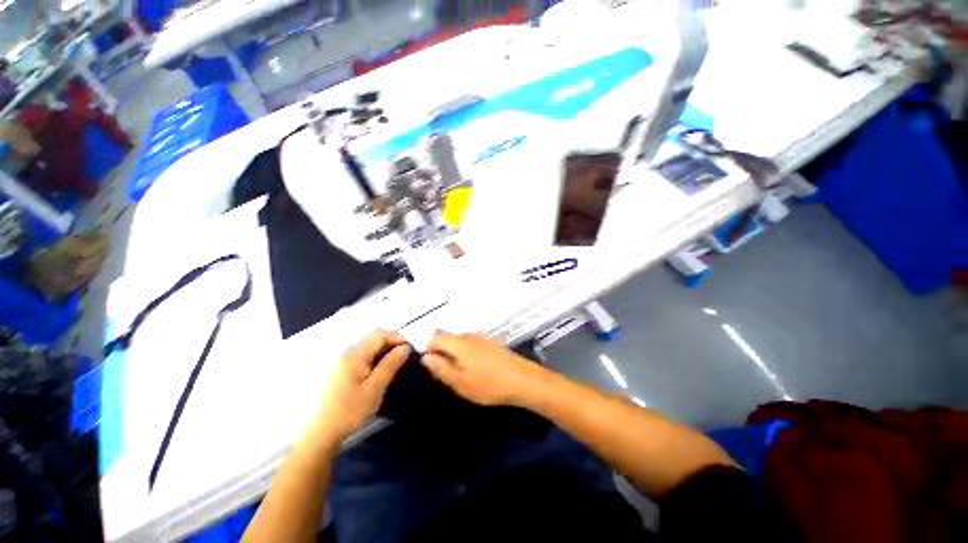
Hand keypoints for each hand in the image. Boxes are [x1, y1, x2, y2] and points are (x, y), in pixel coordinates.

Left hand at [310, 330, 409, 442]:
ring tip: (396, 360)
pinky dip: (376, 355)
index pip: (380, 335)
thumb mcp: (375, 387)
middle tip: (405, 354)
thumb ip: (391, 364)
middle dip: (391, 341)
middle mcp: (348, 352)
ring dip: (384, 348)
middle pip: (373, 337)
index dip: (397, 337)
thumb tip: (405, 347)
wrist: (322, 432)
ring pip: (368, 345)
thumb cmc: (350, 410)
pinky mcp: (341, 369)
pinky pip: (363, 354)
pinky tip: (381, 367)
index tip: (411, 348)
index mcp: (355, 354)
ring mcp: (343, 360)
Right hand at [421, 332, 545, 406]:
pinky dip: (464, 355)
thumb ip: (440, 368)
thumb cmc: (488, 384)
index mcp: (458, 342)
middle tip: (443, 374)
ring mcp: (481, 338)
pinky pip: (469, 345)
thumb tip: (425, 357)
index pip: (434, 337)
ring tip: (458, 375)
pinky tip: (472, 370)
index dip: (427, 349)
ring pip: (458, 342)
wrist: (523, 380)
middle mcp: (468, 335)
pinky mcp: (490, 344)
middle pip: (446, 338)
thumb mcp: (459, 382)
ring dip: (452, 355)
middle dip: (440, 353)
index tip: (431, 367)